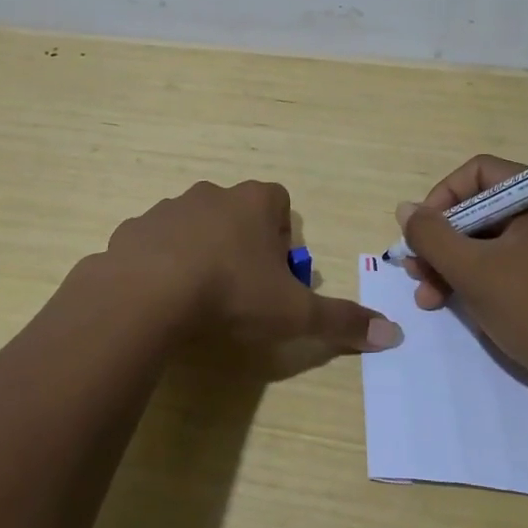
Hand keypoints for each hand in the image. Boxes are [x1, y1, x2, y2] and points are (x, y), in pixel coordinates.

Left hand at [97, 180, 401, 353]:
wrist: (148, 294)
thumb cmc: (232, 293)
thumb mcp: (294, 313)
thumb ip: (342, 320)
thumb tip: (393, 334)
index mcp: (253, 202)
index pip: (278, 203)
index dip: (281, 237)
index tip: (275, 274)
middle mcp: (212, 194)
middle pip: (236, 214)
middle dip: (242, 245)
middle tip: (241, 291)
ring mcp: (168, 208)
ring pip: (194, 225)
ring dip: (200, 251)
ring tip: (200, 297)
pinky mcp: (133, 228)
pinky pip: (155, 242)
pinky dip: (161, 263)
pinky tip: (163, 297)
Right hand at [399, 154, 527, 385]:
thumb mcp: (472, 271)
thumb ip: (431, 235)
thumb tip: (406, 209)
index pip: (479, 173)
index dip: (441, 199)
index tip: (420, 234)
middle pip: (483, 208)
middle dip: (443, 240)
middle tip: (415, 270)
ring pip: (493, 238)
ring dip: (455, 263)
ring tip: (428, 296)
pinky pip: (511, 260)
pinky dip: (481, 276)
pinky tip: (455, 302)